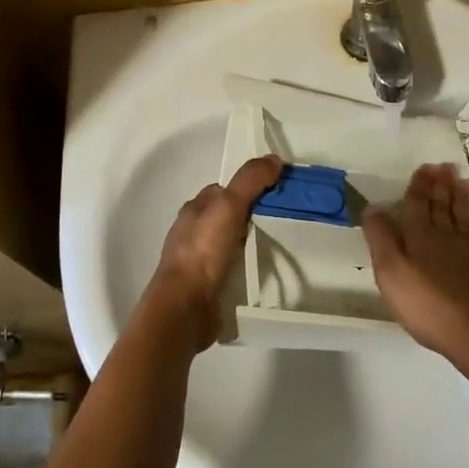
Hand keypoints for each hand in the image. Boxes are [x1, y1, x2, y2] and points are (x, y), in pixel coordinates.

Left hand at [147, 155, 281, 351]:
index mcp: (195, 209)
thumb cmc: (203, 250)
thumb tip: (274, 159)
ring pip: (230, 242)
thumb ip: (250, 180)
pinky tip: (263, 271)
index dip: (249, 186)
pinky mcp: (206, 286)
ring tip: (279, 246)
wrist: (184, 308)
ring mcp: (198, 260)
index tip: (277, 192)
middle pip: (228, 215)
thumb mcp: (229, 206)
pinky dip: (245, 267)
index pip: (225, 189)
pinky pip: (230, 268)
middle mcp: (193, 231)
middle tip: (284, 220)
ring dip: (250, 243)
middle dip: (252, 215)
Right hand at [363, 163, 468, 363]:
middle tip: (444, 166)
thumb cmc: (428, 304)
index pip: (417, 204)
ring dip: (459, 197)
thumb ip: (381, 239)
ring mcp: (465, 251)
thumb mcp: (391, 272)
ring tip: (462, 181)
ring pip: (460, 215)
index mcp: (419, 235)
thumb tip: (373, 208)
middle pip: (441, 205)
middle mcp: (443, 236)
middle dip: (440, 185)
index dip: (419, 186)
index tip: (424, 167)